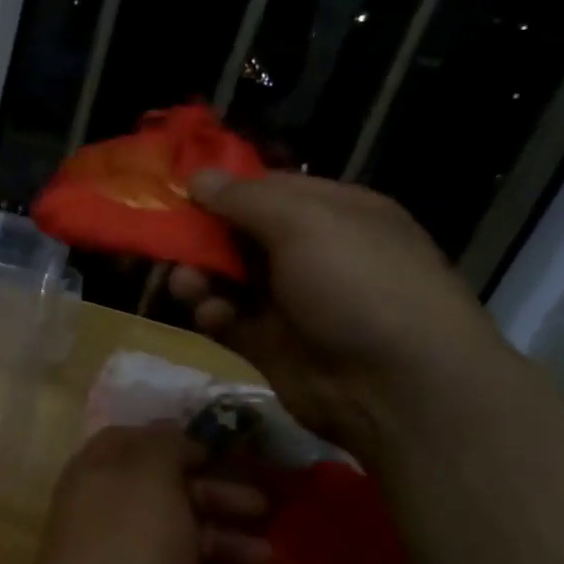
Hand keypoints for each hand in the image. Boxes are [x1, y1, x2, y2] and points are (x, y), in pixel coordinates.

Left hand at [21, 425, 268, 563]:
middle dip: (217, 500)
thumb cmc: (129, 547)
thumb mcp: (150, 480)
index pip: (135, 443)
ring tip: (265, 560)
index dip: (177, 444)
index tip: (220, 454)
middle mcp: (106, 512)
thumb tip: (172, 432)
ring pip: (180, 542)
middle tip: (264, 510)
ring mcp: (121, 562)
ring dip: (226, 546)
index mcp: (99, 473)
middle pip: (167, 494)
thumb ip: (163, 448)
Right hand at [170, 170, 522, 460]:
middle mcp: (311, 253)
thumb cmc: (358, 284)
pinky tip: (211, 315)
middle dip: (202, 236)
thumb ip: (245, 199)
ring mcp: (290, 301)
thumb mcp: (305, 223)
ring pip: (227, 278)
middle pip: (240, 234)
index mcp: (332, 213)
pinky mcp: (270, 344)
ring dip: (200, 276)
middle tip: (167, 241)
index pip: (267, 189)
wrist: (396, 386)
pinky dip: (213, 314)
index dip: (223, 189)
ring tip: (185, 284)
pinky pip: (228, 319)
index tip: (178, 191)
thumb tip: (197, 177)